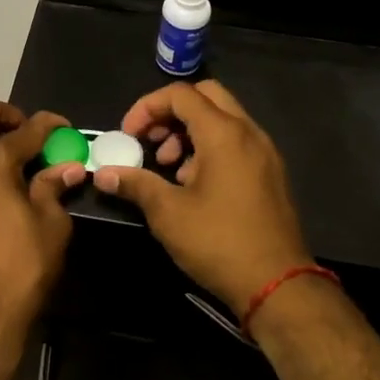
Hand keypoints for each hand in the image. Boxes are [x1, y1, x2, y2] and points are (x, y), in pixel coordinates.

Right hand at [92, 81, 307, 312]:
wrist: (278, 285)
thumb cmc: (219, 242)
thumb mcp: (168, 213)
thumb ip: (135, 184)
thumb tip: (102, 174)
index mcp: (224, 133)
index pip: (180, 94)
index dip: (147, 107)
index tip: (128, 135)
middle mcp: (249, 132)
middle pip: (206, 97)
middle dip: (171, 113)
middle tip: (151, 142)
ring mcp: (265, 152)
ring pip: (223, 119)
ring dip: (190, 132)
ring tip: (170, 169)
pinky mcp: (271, 173)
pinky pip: (237, 142)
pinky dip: (210, 148)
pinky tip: (194, 185)